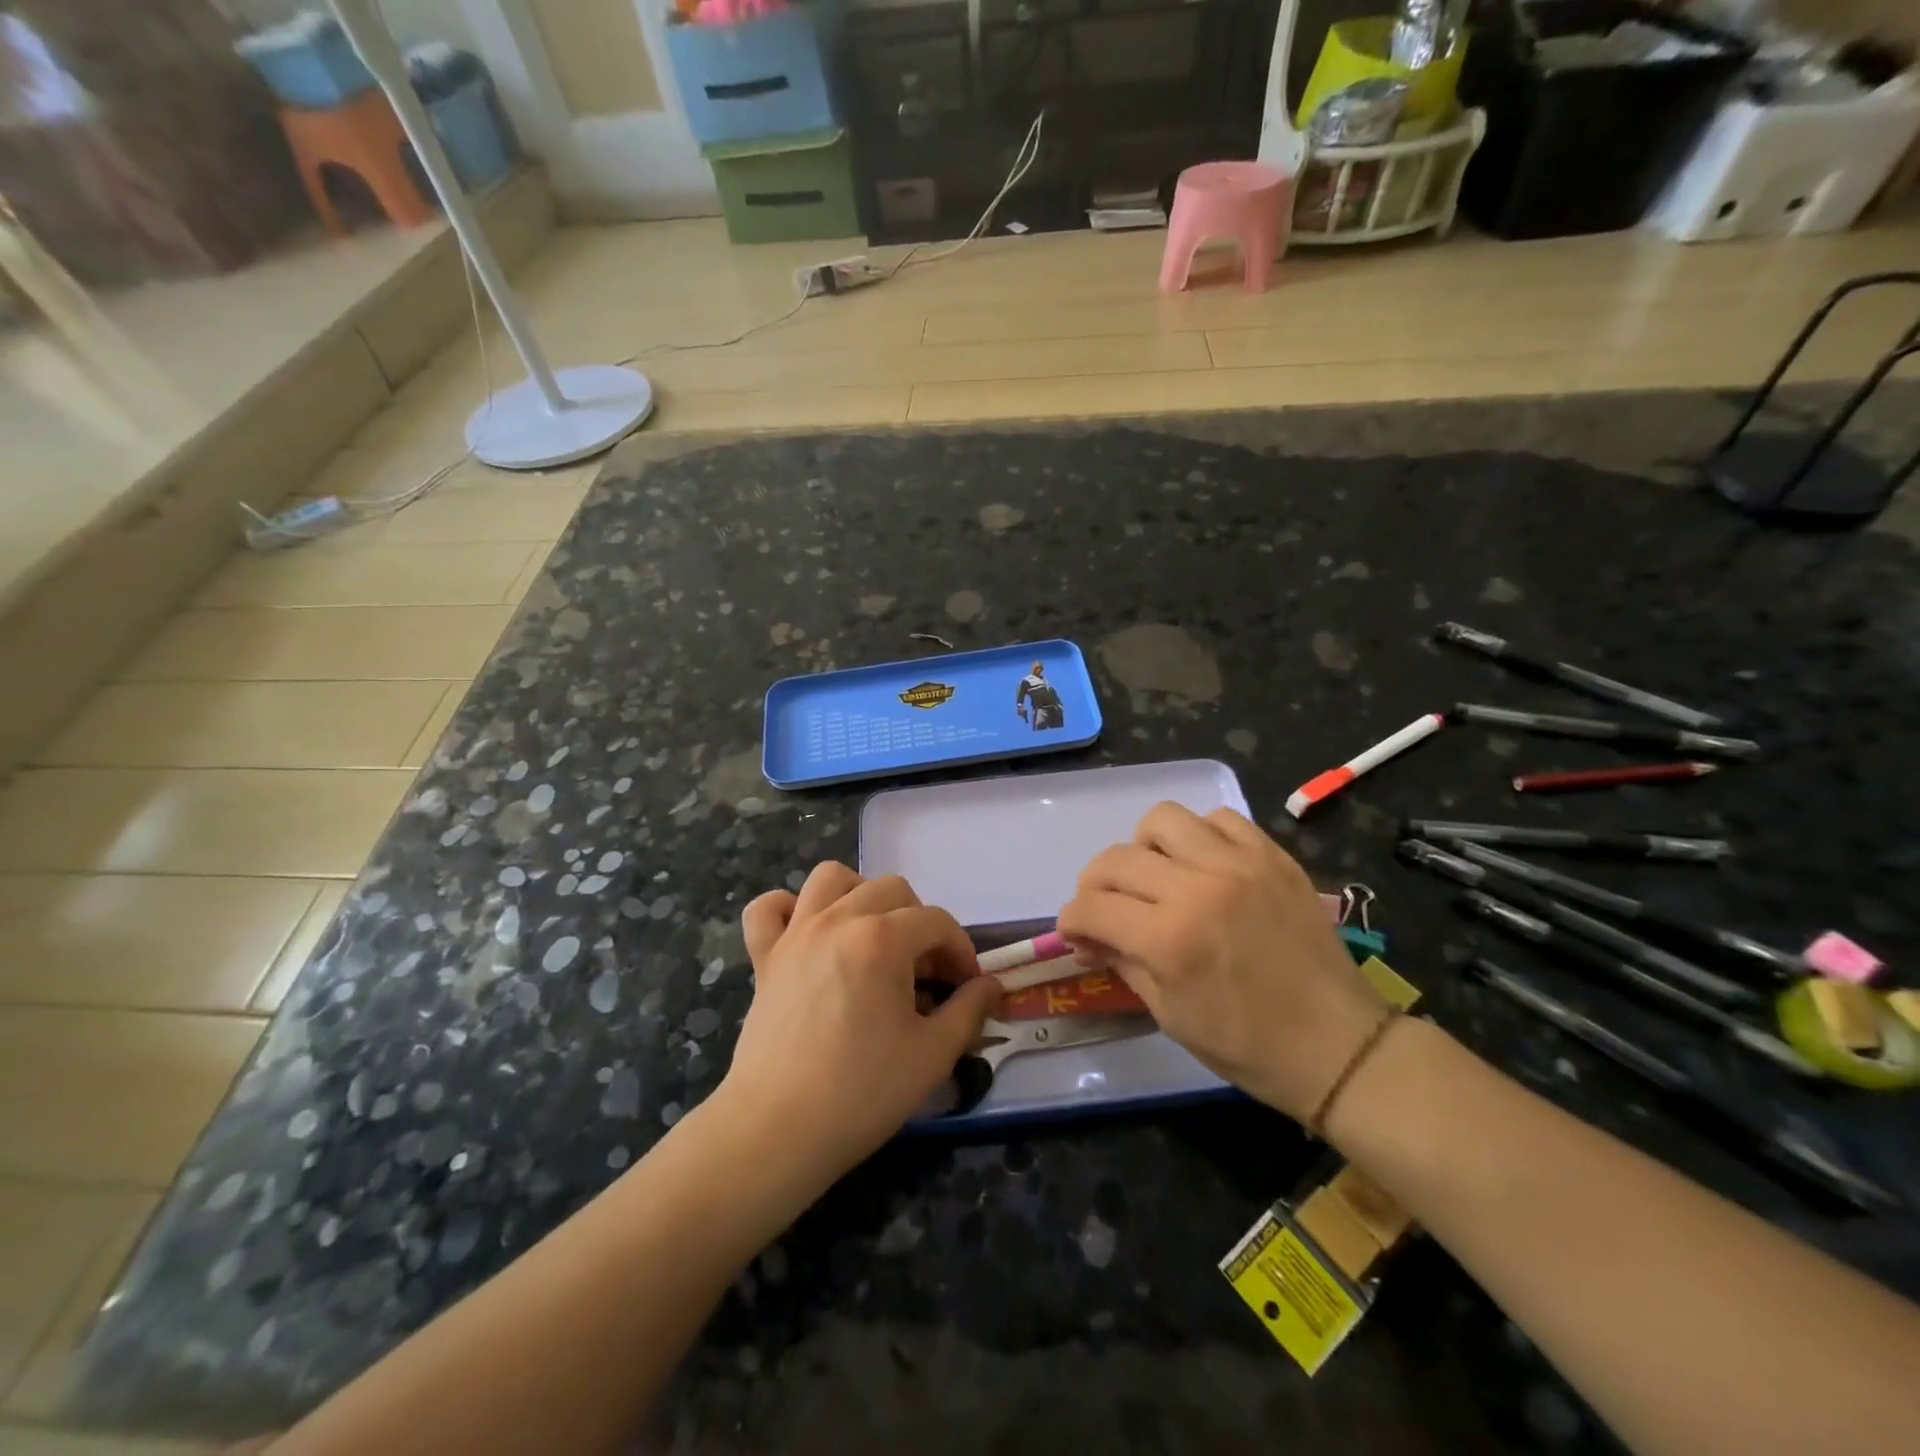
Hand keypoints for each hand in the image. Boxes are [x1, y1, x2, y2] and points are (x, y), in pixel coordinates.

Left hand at [713, 863, 1001, 1182]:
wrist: (778, 1130)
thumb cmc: (862, 1092)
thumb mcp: (933, 1055)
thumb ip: (969, 1010)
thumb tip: (991, 986)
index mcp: (882, 939)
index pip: (936, 922)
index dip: (961, 949)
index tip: (967, 985)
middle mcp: (838, 920)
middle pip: (891, 890)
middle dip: (919, 923)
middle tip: (925, 971)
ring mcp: (795, 933)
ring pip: (830, 878)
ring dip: (860, 896)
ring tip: (872, 935)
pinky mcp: (764, 956)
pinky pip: (768, 908)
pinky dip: (788, 910)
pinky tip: (807, 934)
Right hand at [1056, 803, 1388, 1122]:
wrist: (1337, 1045)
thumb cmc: (1246, 1045)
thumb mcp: (1168, 1013)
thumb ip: (1122, 961)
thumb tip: (1089, 935)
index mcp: (1168, 939)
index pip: (1091, 906)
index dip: (1071, 920)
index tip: (1077, 934)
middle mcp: (1198, 888)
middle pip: (1116, 859)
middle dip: (1094, 885)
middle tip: (1107, 909)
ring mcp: (1238, 865)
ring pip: (1163, 820)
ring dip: (1144, 847)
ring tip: (1156, 875)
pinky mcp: (1272, 856)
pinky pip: (1220, 819)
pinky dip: (1200, 836)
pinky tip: (1204, 865)